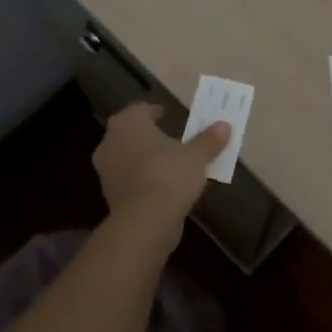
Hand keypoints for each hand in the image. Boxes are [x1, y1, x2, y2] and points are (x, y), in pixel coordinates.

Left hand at [93, 101, 229, 231]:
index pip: (139, 110)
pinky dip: (141, 179)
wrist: (145, 222)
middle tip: (168, 138)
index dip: (153, 111)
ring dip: (144, 159)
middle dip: (147, 135)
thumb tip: (224, 125)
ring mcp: (106, 171)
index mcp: (128, 123)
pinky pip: (128, 179)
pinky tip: (160, 186)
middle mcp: (110, 142)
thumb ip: (208, 140)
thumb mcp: (196, 156)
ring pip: (127, 157)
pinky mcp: (109, 196)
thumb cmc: (169, 175)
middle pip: (130, 133)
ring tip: (168, 163)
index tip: (165, 114)